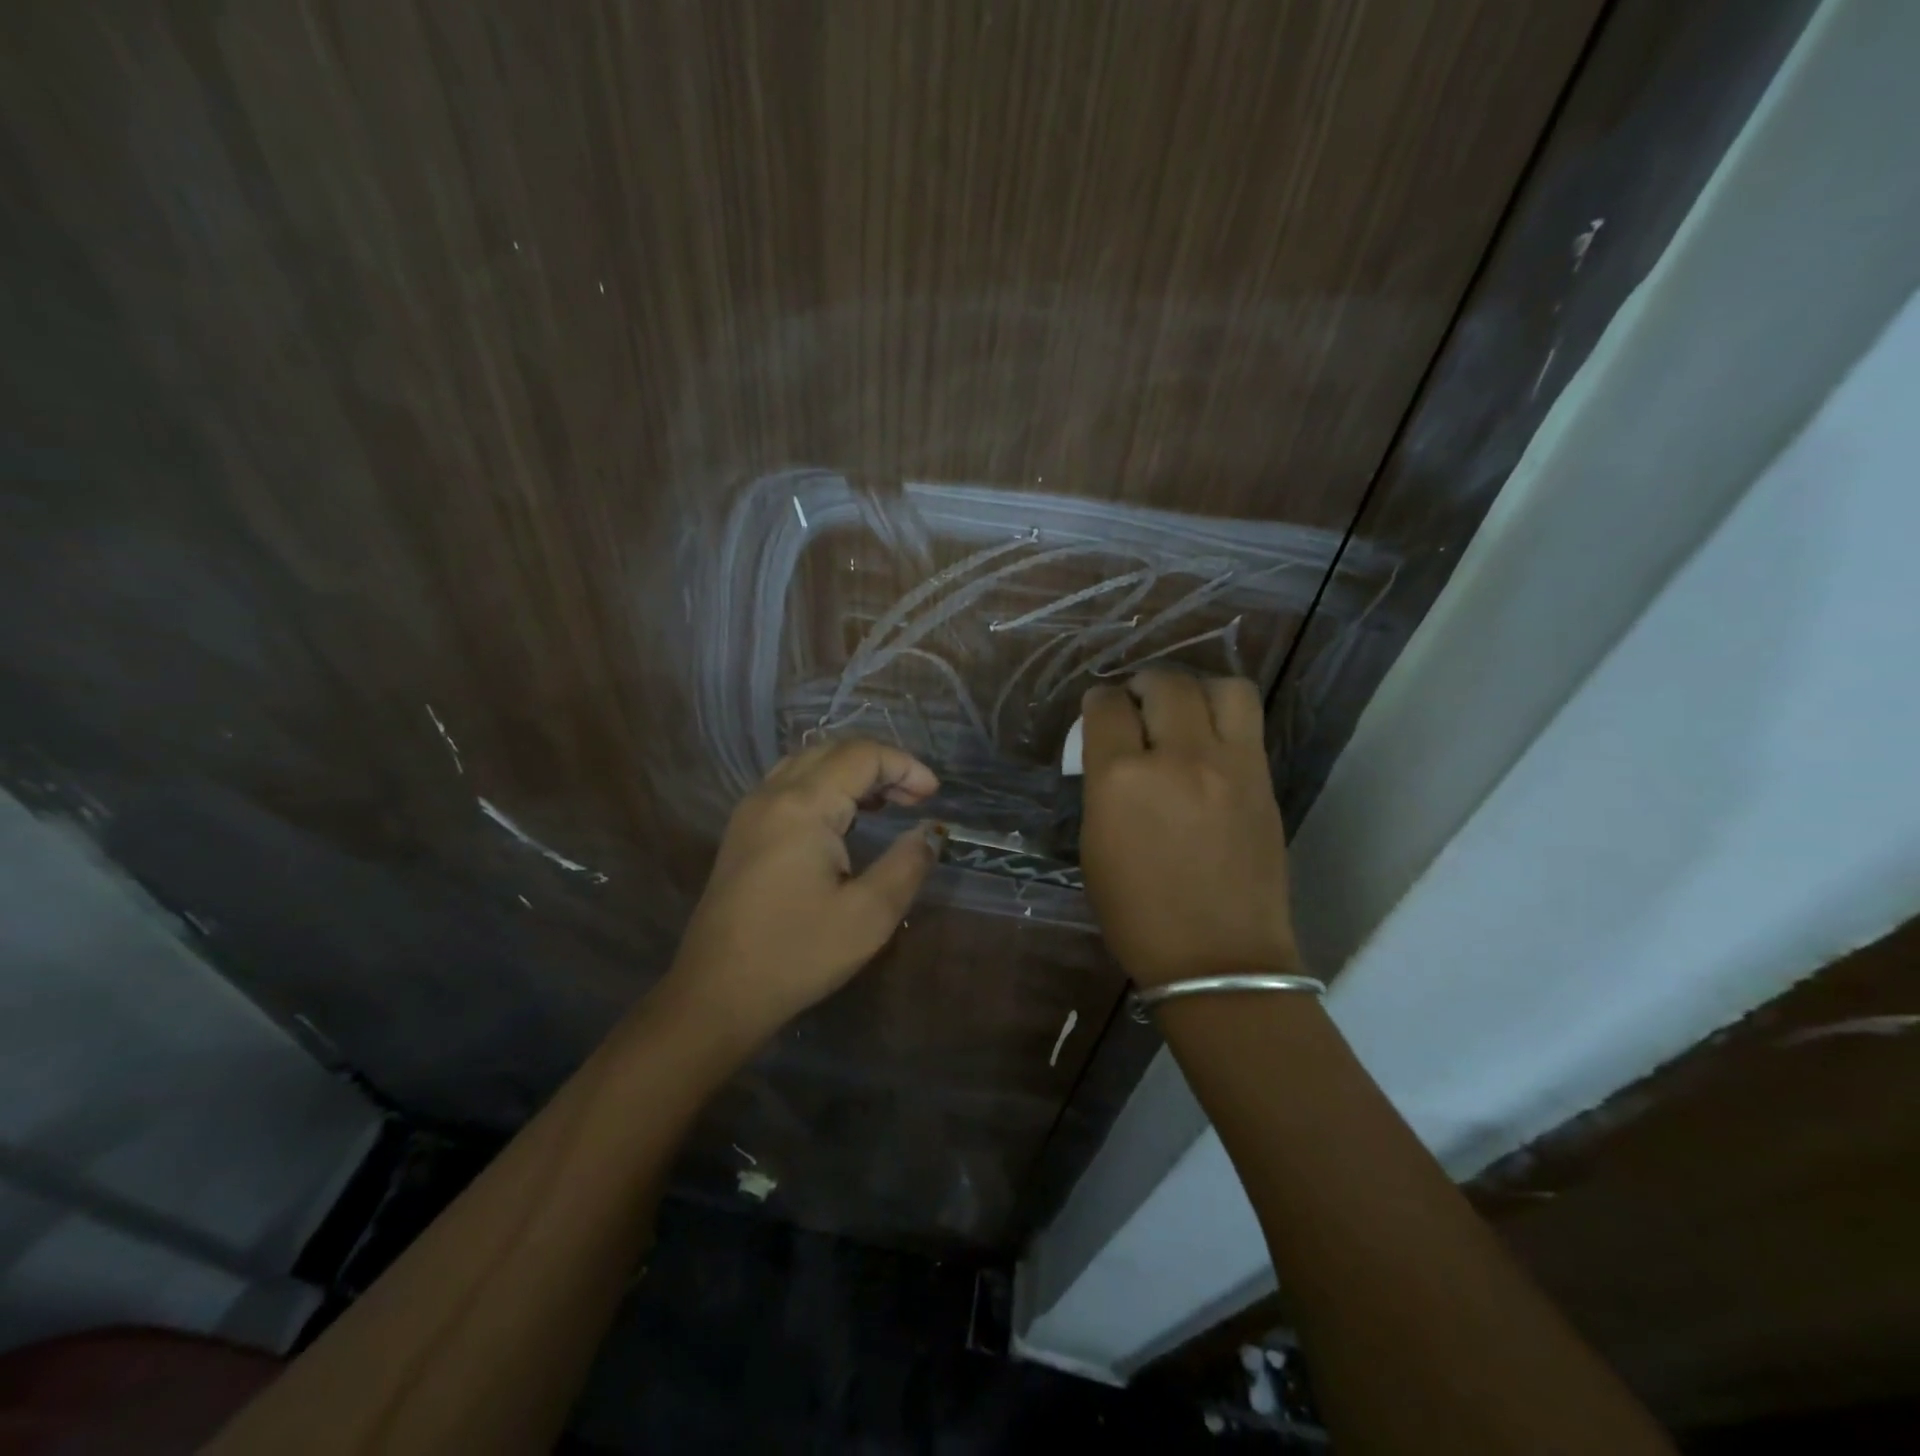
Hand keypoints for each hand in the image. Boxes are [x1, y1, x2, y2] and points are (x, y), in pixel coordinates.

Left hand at [662, 738, 943, 1045]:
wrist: (716, 994)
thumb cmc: (796, 955)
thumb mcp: (868, 915)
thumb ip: (907, 864)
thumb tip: (930, 833)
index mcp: (801, 806)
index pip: (861, 756)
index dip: (904, 765)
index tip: (933, 796)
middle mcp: (771, 795)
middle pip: (832, 750)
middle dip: (880, 764)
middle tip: (915, 797)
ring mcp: (751, 811)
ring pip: (808, 764)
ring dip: (851, 772)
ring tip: (887, 802)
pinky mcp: (742, 832)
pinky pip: (789, 786)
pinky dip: (825, 787)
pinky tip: (845, 819)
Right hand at [1079, 672, 1299, 987]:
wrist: (1218, 956)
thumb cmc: (1138, 913)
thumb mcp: (1096, 845)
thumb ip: (1104, 787)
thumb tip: (1115, 754)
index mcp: (1120, 780)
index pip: (1106, 707)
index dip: (1099, 702)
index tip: (1101, 711)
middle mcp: (1177, 758)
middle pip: (1163, 683)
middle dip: (1143, 685)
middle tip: (1139, 704)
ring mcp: (1229, 764)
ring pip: (1218, 686)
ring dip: (1195, 688)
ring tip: (1185, 710)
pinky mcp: (1263, 777)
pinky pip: (1248, 717)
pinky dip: (1224, 712)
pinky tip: (1212, 735)